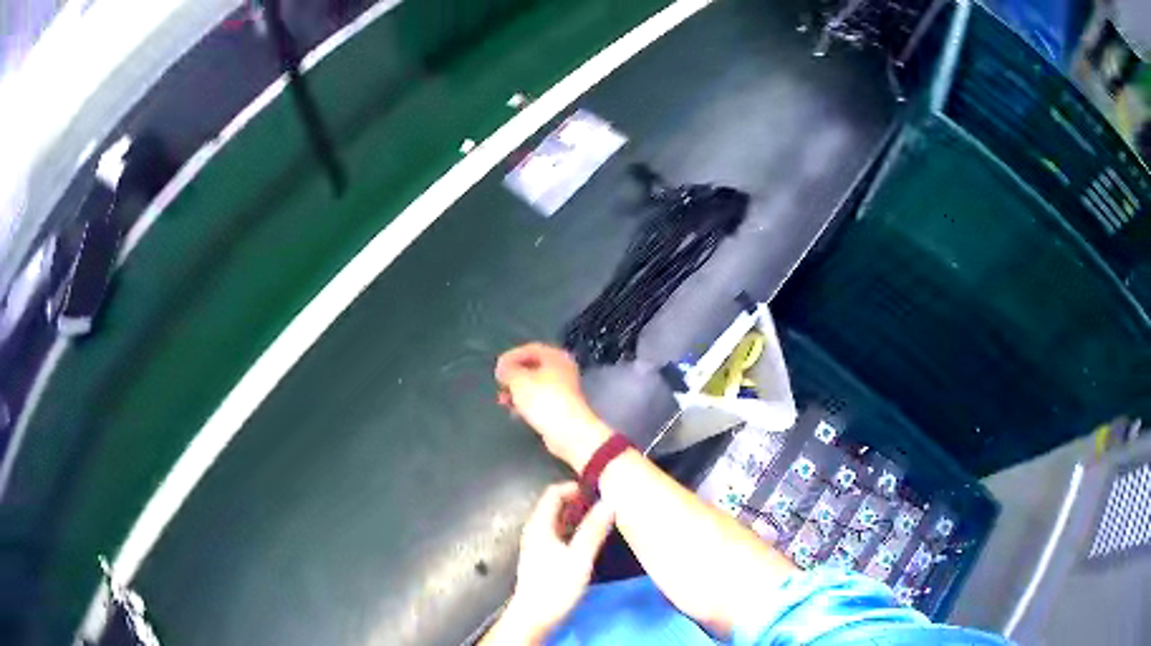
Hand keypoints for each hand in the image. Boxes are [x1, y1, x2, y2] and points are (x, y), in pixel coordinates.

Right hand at [495, 343, 609, 470]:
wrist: (567, 430)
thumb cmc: (543, 399)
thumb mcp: (519, 380)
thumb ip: (508, 370)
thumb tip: (504, 369)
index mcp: (555, 356)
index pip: (530, 349)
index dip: (511, 356)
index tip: (498, 368)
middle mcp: (562, 369)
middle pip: (533, 367)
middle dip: (513, 375)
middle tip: (500, 383)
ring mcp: (563, 389)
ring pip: (534, 385)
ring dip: (517, 391)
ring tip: (502, 400)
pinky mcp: (560, 407)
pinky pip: (539, 399)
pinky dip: (525, 403)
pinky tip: (514, 411)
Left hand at [500, 482, 614, 642]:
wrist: (534, 616)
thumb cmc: (555, 586)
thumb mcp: (579, 558)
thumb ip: (593, 530)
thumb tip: (608, 502)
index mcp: (539, 525)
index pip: (553, 493)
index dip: (574, 488)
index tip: (598, 490)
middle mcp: (535, 531)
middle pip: (555, 506)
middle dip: (579, 501)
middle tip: (604, 504)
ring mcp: (537, 545)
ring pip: (558, 522)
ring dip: (578, 517)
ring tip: (602, 520)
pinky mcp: (542, 559)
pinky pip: (559, 535)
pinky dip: (574, 531)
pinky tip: (589, 541)